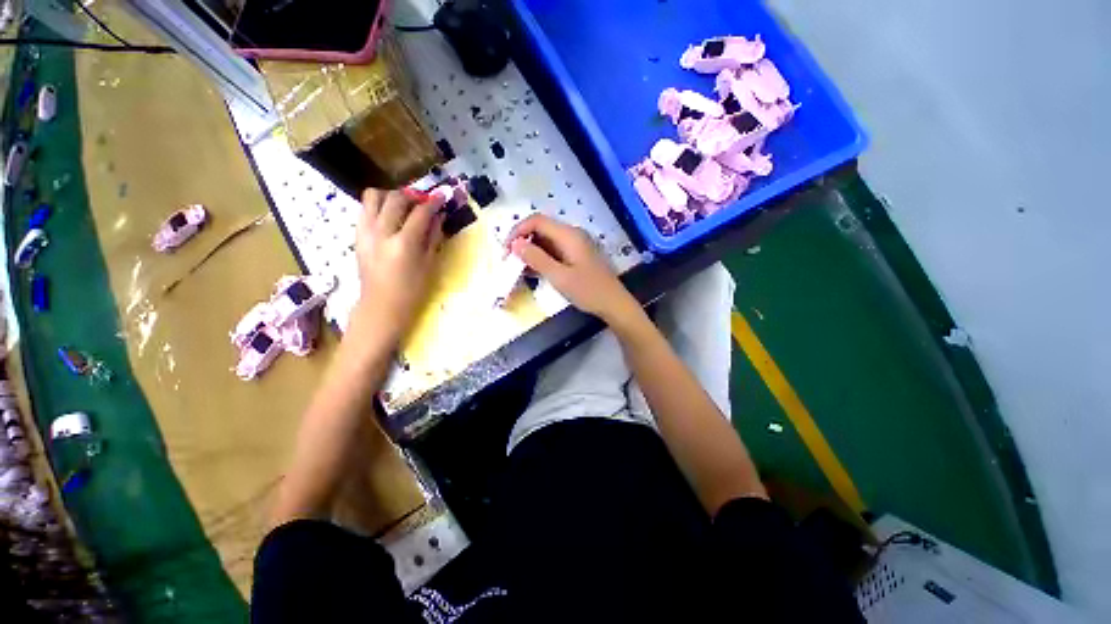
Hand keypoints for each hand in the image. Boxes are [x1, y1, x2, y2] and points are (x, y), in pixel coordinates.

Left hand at [353, 188, 445, 338]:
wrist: (381, 306)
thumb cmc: (412, 290)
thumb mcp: (429, 265)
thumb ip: (433, 237)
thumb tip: (439, 217)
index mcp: (403, 244)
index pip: (420, 213)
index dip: (433, 202)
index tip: (442, 197)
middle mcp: (381, 233)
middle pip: (396, 199)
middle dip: (412, 195)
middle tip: (424, 201)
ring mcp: (365, 232)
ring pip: (373, 197)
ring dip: (391, 196)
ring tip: (404, 205)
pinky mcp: (357, 235)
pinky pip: (365, 209)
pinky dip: (378, 206)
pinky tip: (390, 216)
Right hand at [508, 214, 637, 322]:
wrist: (614, 304)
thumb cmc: (588, 291)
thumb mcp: (559, 276)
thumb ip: (537, 259)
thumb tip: (515, 244)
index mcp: (569, 235)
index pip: (537, 221)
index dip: (518, 231)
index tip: (506, 251)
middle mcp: (572, 234)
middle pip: (541, 229)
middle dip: (523, 242)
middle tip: (511, 261)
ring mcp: (576, 245)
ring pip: (547, 241)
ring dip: (532, 252)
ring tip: (520, 269)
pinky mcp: (577, 255)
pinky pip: (555, 251)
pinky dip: (542, 258)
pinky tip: (535, 272)